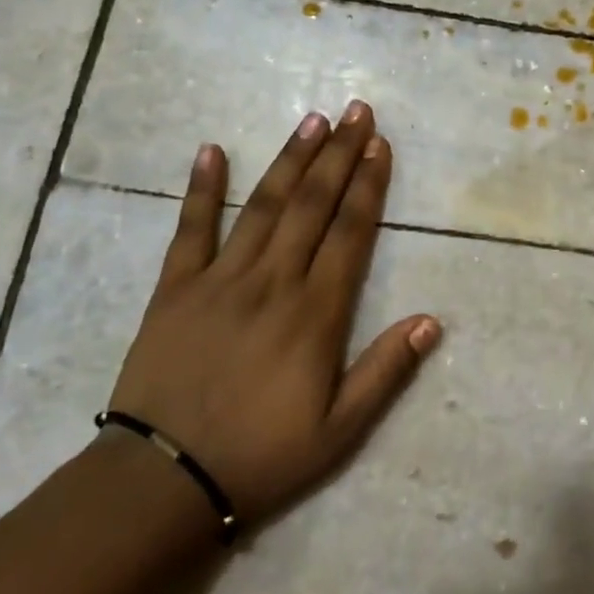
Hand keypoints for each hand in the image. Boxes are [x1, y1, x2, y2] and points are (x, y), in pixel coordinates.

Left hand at [107, 101, 440, 523]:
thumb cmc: (260, 456)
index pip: (350, 233)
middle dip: (338, 155)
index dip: (368, 185)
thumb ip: (385, 372)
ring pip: (264, 206)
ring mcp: (220, 280)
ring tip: (311, 121)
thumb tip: (431, 321)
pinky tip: (211, 150)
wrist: (161, 481)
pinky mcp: (174, 289)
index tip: (379, 145)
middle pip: (312, 205)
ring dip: (290, 160)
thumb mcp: (339, 431)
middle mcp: (273, 282)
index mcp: (315, 313)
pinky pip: (190, 230)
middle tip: (356, 111)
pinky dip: (202, 189)